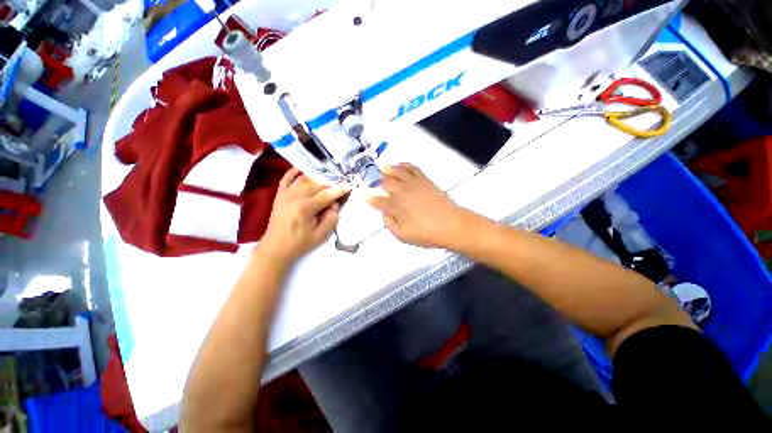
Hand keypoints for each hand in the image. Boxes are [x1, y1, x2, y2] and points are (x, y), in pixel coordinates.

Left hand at [259, 169, 348, 261]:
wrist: (275, 248)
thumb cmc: (300, 243)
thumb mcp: (321, 235)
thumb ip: (331, 218)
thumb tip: (335, 204)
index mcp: (305, 208)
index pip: (326, 195)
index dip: (338, 190)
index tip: (348, 185)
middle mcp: (294, 197)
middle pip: (315, 183)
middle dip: (329, 181)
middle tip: (340, 181)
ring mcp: (285, 194)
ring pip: (303, 178)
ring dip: (316, 176)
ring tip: (328, 177)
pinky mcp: (280, 195)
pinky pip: (287, 178)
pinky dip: (295, 171)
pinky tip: (304, 168)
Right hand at [366, 163, 468, 248]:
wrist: (451, 225)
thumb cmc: (427, 234)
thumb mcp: (404, 236)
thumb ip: (390, 224)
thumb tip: (385, 213)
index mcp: (396, 207)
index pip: (377, 201)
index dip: (369, 198)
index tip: (363, 195)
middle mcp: (402, 192)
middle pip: (385, 182)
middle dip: (375, 180)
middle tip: (371, 180)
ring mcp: (414, 184)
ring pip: (397, 171)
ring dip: (388, 169)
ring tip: (382, 168)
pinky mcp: (424, 180)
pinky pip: (412, 168)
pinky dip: (404, 165)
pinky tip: (400, 165)